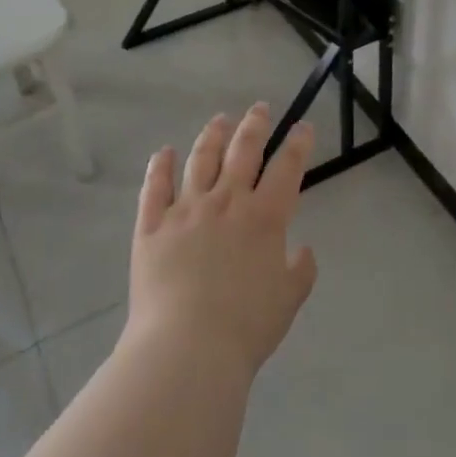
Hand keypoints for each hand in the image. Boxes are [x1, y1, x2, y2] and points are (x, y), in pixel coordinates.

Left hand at [123, 104, 319, 383]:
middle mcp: (227, 202)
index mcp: (265, 217)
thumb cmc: (246, 327)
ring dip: (212, 135)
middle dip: (255, 125)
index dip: (298, 143)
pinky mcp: (152, 225)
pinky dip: (160, 166)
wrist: (187, 348)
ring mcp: (186, 209)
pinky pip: (155, 187)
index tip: (302, 126)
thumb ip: (300, 270)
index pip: (287, 168)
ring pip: (201, 159)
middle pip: (243, 151)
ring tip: (220, 120)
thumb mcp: (289, 300)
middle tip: (259, 108)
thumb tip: (302, 249)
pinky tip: (164, 152)